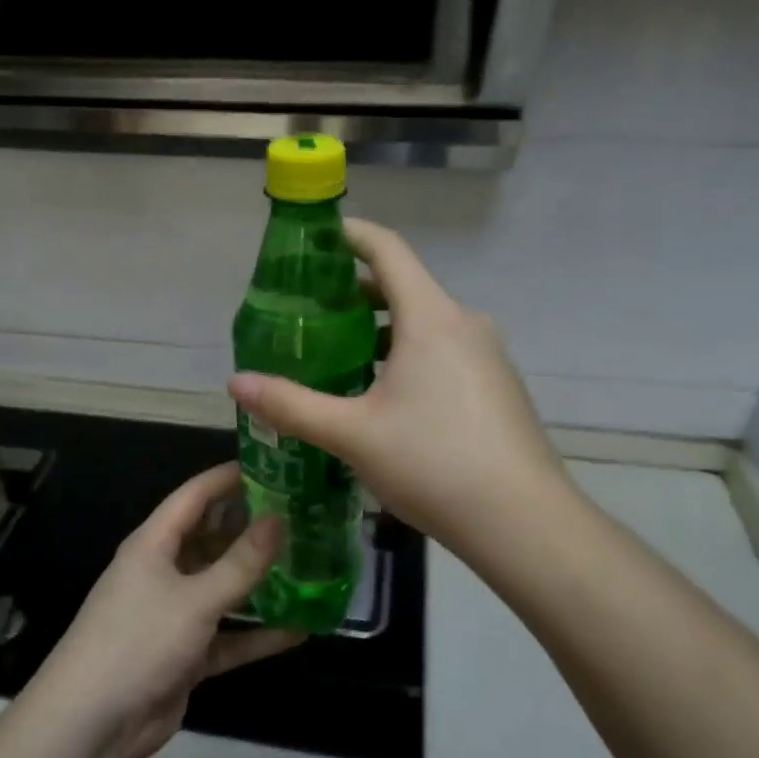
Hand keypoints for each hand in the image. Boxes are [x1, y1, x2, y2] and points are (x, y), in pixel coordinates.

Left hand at [29, 463, 302, 757]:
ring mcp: (175, 614)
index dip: (230, 477)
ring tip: (310, 565)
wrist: (90, 725)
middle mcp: (164, 571)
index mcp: (154, 544)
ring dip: (261, 581)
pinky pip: (229, 636)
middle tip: (305, 515)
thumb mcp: (194, 599)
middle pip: (213, 538)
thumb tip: (279, 518)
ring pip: (225, 587)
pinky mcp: (187, 654)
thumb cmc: (137, 642)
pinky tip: (301, 630)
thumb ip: (240, 563)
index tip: (275, 465)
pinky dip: (259, 634)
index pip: (195, 496)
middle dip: (253, 528)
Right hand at [228, 218, 567, 559]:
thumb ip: (291, 405)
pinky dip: (408, 356)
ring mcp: (487, 356)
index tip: (314, 239)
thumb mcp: (352, 434)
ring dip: (380, 330)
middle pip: (404, 287)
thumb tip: (235, 383)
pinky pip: (444, 352)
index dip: (350, 235)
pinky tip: (384, 398)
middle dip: (354, 293)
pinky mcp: (497, 387)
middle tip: (308, 313)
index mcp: (431, 318)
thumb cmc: (433, 462)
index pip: (388, 250)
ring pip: (424, 325)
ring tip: (337, 357)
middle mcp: (464, 324)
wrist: (523, 522)